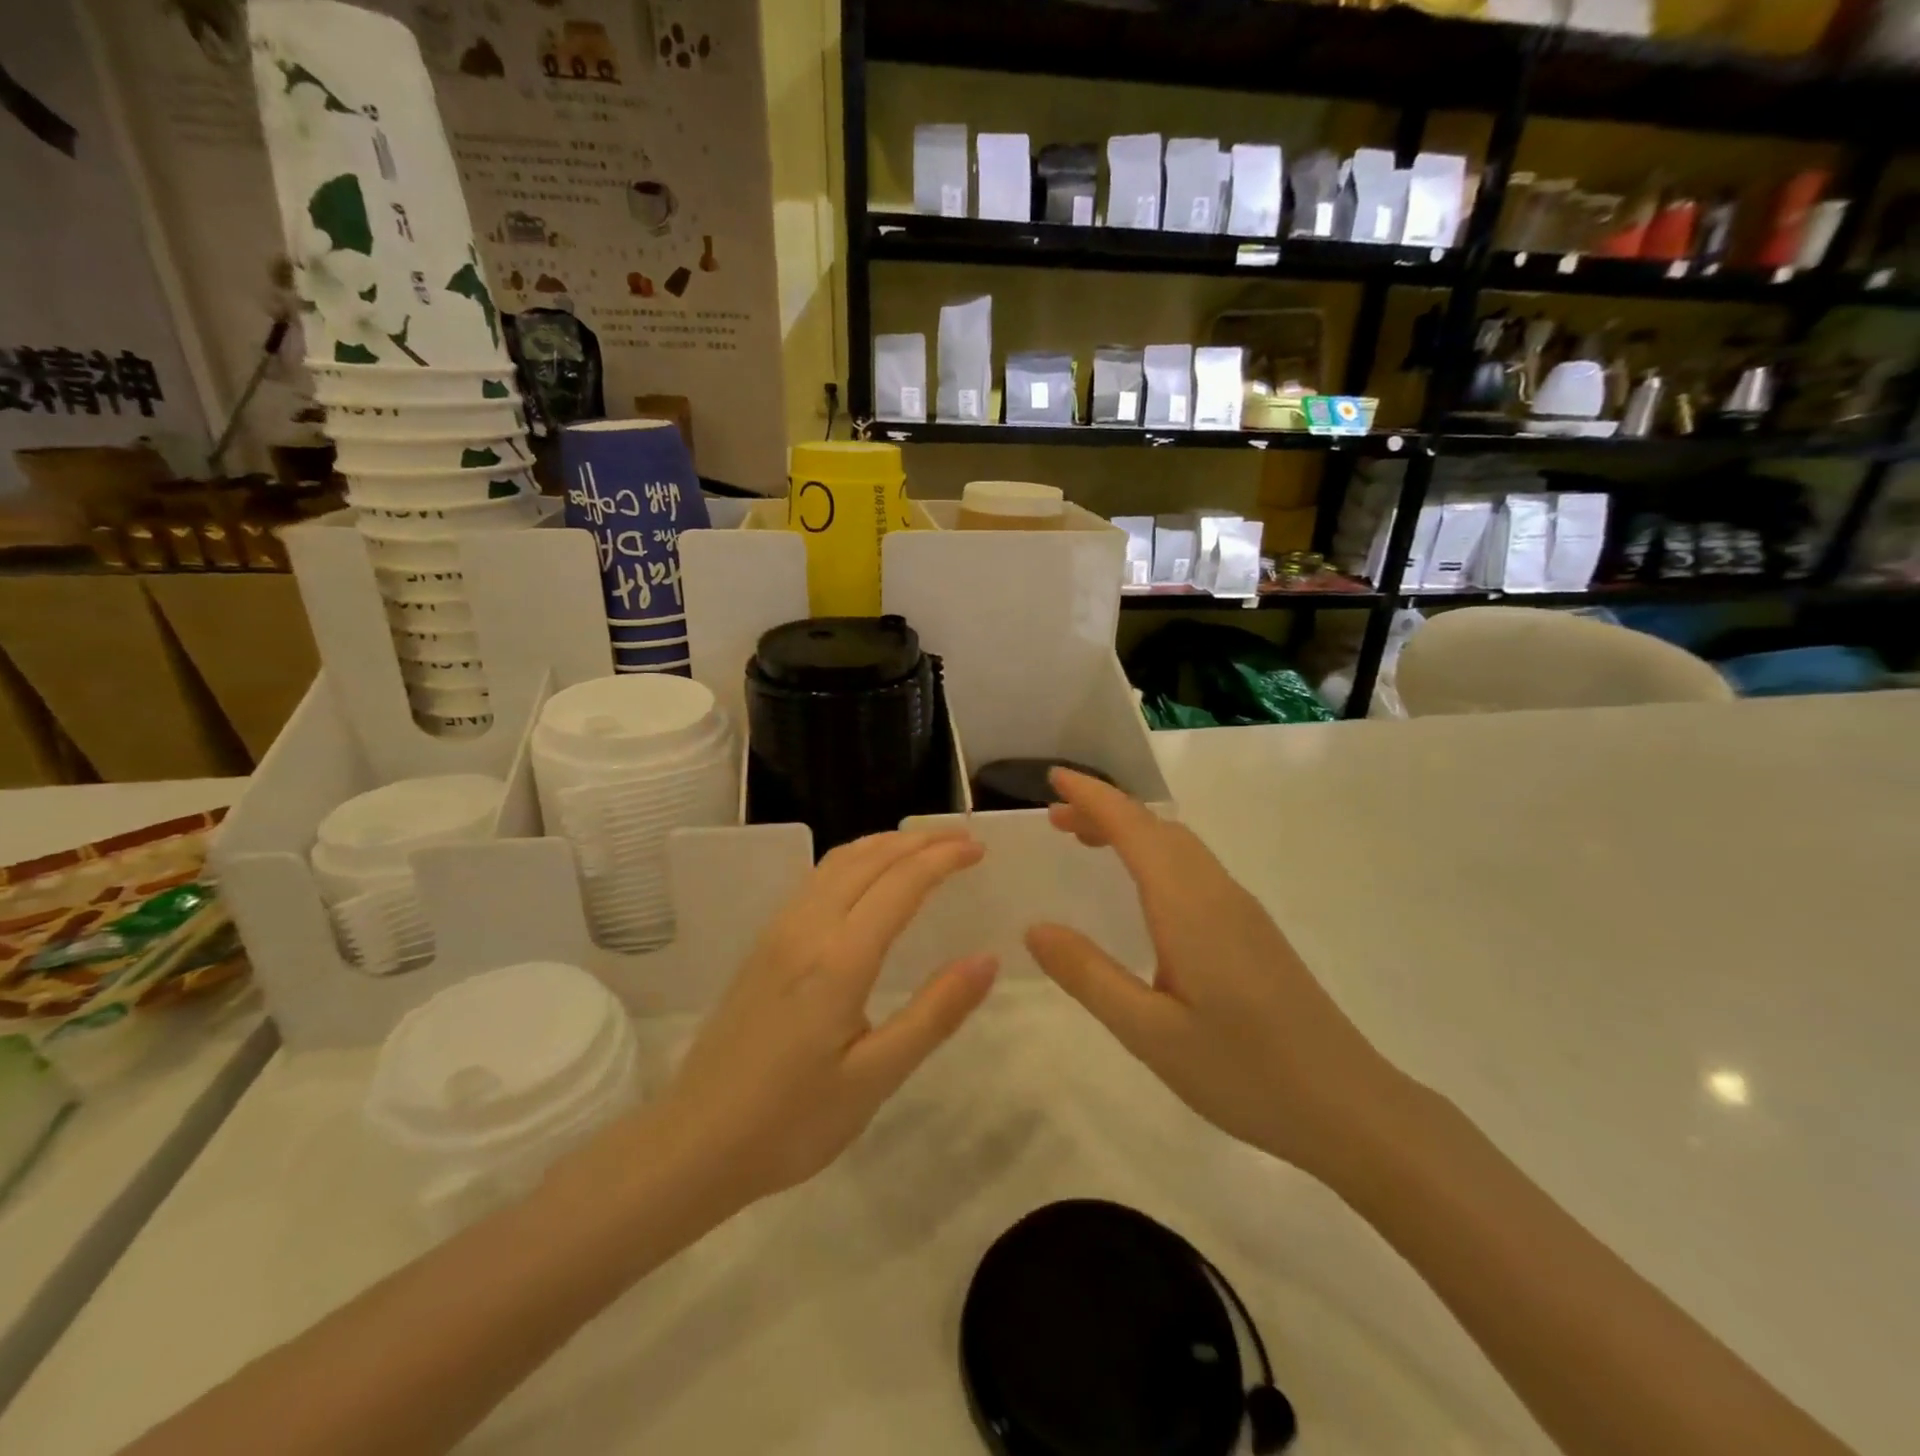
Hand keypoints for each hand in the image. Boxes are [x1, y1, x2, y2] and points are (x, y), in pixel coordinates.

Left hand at [656, 829, 997, 1211]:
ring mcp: (779, 931)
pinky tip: (867, 878)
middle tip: (961, 839)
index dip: (943, 858)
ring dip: (884, 844)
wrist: (695, 1142)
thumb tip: (986, 959)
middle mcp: (807, 927)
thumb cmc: (792, 1120)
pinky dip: (855, 860)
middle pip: (869, 858)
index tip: (978, 849)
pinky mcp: (764, 944)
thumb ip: (934, 1013)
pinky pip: (817, 878)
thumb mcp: (875, 1077)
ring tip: (922, 846)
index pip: (901, 883)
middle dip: (918, 840)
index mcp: (840, 958)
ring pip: (838, 862)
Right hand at [1025, 770, 1402, 1181]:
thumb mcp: (1149, 1033)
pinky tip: (1142, 890)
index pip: (1133, 828)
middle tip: (1056, 819)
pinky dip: (1155, 855)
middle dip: (1105, 810)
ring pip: (1179, 846)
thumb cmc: (1245, 1072)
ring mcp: (1241, 910)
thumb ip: (1088, 975)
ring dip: (1131, 831)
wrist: (1350, 1108)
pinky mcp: (1253, 931)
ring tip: (1087, 843)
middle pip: (1157, 827)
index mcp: (1188, 906)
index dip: (1092, 797)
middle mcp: (1216, 892)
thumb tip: (1035, 928)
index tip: (1053, 777)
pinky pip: (1194, 868)